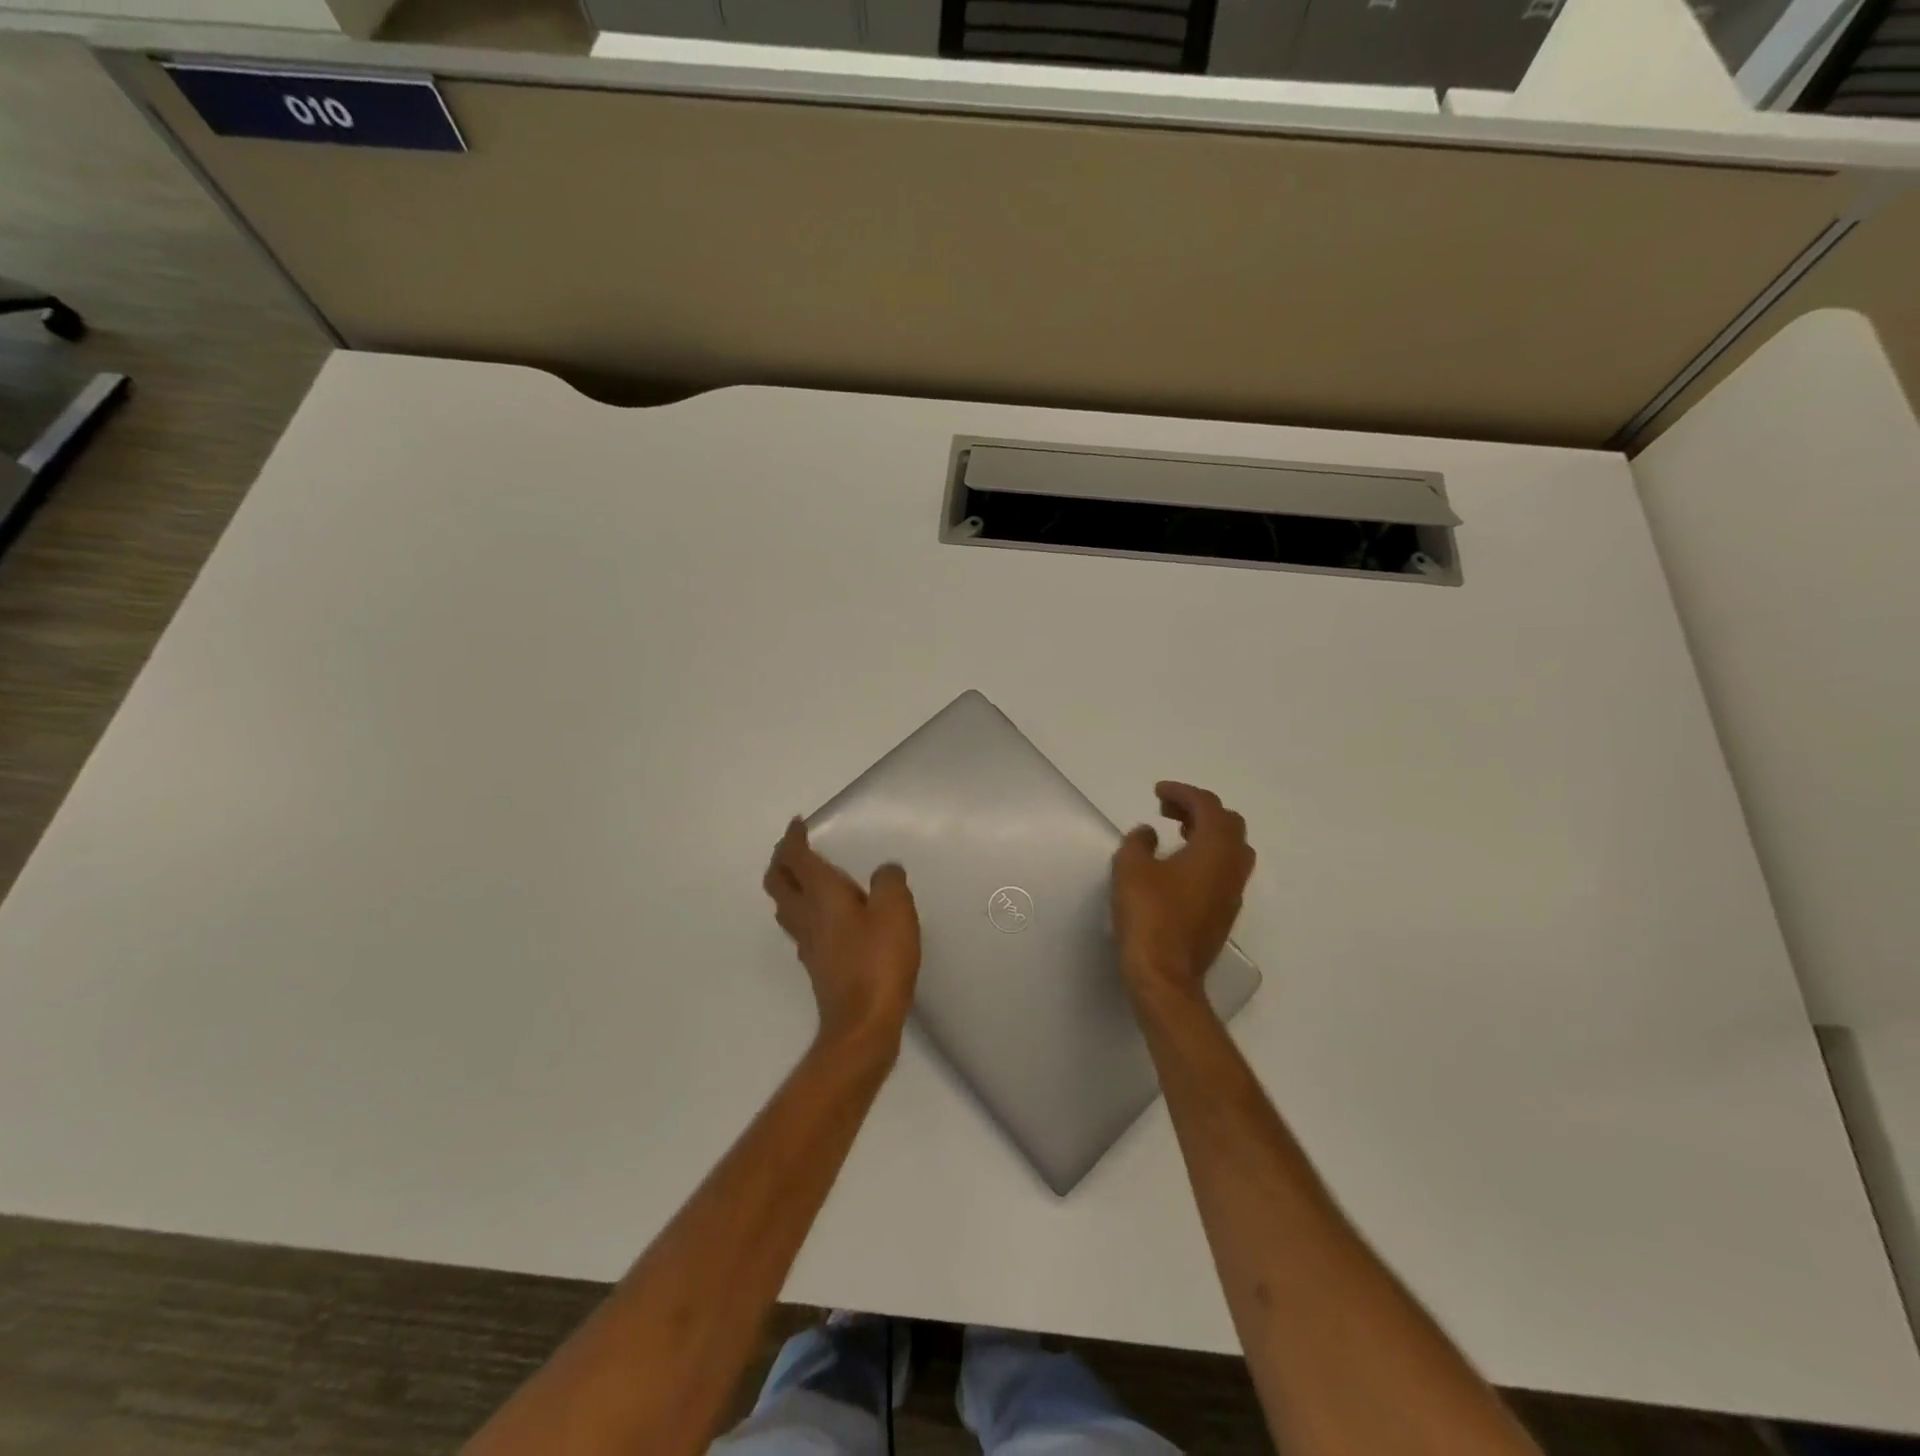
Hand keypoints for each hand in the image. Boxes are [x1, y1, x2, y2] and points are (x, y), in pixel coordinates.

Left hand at [764, 819, 920, 1052]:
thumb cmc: (879, 960)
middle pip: (777, 882)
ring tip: (805, 877)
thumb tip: (884, 872)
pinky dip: (804, 910)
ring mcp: (808, 944)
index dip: (793, 838)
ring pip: (785, 906)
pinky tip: (826, 917)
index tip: (798, 823)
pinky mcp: (817, 966)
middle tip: (794, 847)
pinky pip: (801, 927)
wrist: (863, 1024)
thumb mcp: (895, 910)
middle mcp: (807, 916)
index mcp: (822, 895)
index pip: (796, 858)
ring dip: (788, 886)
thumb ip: (889, 882)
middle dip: (781, 860)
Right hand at [1112, 782, 1255, 1006]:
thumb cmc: (1148, 915)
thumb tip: (1149, 834)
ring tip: (1177, 832)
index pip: (1208, 806)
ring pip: (1232, 848)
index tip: (1158, 791)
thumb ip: (1139, 842)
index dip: (1183, 792)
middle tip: (1168, 809)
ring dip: (1207, 833)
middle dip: (1199, 809)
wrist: (1165, 974)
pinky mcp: (1224, 913)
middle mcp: (1232, 867)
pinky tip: (1179, 866)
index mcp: (1214, 849)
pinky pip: (1225, 870)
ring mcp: (1232, 893)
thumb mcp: (1131, 869)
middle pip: (1229, 823)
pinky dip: (1207, 856)